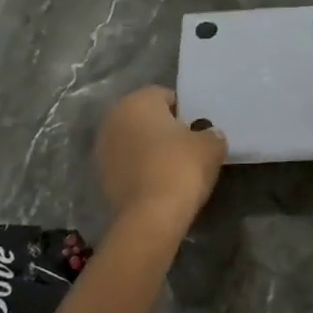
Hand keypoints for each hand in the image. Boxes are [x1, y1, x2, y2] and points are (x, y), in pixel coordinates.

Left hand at [95, 87, 226, 234]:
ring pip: (134, 141)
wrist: (151, 216)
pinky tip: (158, 184)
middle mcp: (114, 118)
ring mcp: (103, 148)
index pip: (165, 96)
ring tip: (173, 168)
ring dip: (149, 149)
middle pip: (146, 117)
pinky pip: (128, 164)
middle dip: (164, 129)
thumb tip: (209, 135)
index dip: (185, 111)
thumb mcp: (211, 146)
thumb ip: (211, 134)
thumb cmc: (181, 168)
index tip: (198, 131)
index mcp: (138, 101)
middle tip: (187, 148)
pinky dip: (140, 169)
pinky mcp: (100, 176)